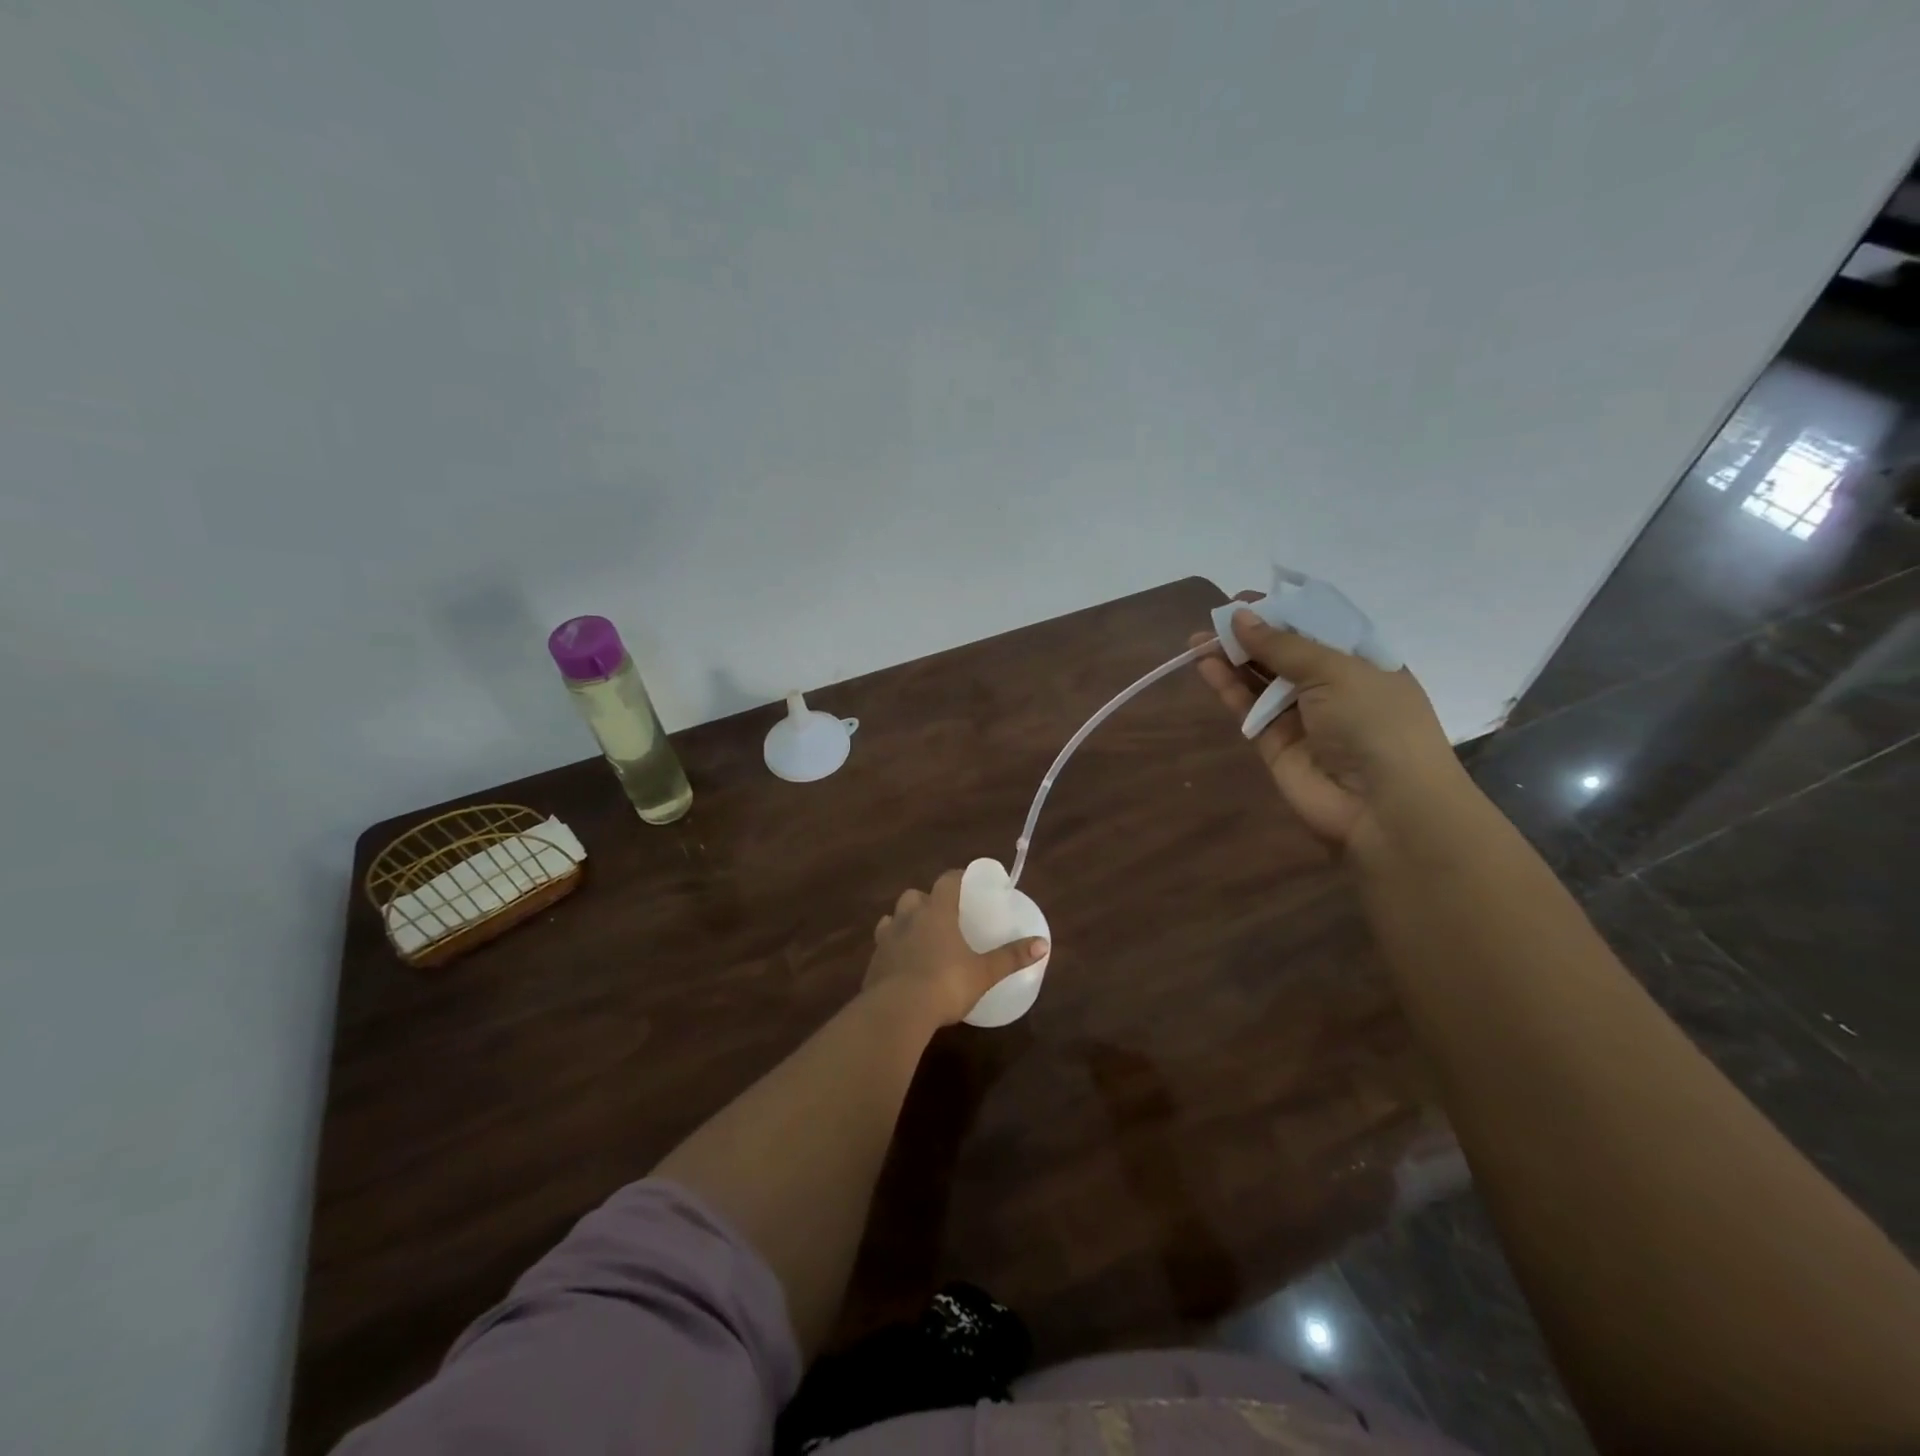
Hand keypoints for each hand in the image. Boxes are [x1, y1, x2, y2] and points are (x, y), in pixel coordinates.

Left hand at [864, 870, 1048, 1027]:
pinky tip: (902, 965)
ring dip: (904, 922)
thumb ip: (1011, 957)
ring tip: (918, 937)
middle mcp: (908, 918)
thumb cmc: (945, 984)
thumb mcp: (984, 973)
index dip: (957, 878)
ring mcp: (886, 939)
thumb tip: (1043, 944)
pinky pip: (882, 946)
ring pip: (892, 918)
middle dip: (925, 900)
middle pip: (913, 896)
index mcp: (937, 912)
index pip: (946, 881)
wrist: (896, 1012)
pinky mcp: (872, 963)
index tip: (966, 881)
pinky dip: (892, 949)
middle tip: (941, 914)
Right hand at [1191, 601, 1465, 852]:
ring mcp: (1301, 716)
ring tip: (1198, 641)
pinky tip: (1205, 666)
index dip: (1282, 611)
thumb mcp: (1336, 670)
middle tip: (1213, 619)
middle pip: (1283, 652)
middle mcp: (1332, 686)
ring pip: (1260, 679)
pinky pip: (1248, 708)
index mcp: (1361, 660)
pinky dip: (1227, 687)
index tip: (1245, 599)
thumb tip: (1239, 616)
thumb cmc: (1375, 722)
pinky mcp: (1275, 743)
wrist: (1383, 805)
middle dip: (1250, 634)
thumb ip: (1283, 644)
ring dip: (1232, 658)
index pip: (1316, 626)